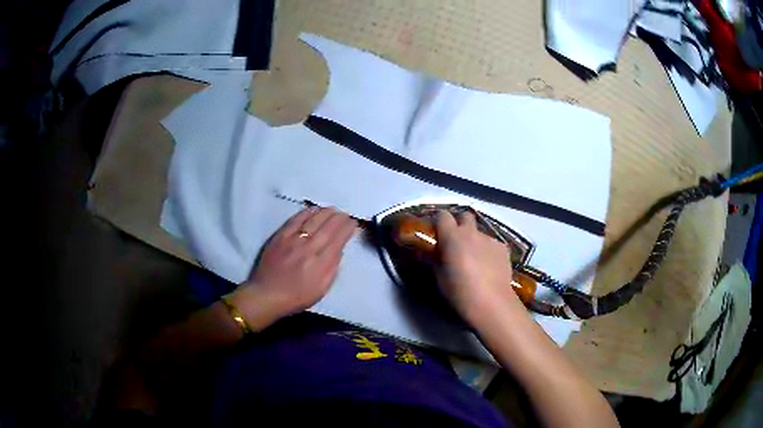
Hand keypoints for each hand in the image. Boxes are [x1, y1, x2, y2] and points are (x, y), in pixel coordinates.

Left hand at [231, 207, 356, 329]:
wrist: (267, 295)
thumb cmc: (296, 297)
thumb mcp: (321, 290)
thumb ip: (332, 269)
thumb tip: (339, 250)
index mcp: (321, 264)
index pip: (338, 240)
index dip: (347, 229)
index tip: (353, 223)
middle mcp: (308, 249)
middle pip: (327, 228)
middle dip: (339, 219)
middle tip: (345, 214)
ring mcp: (293, 241)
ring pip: (313, 221)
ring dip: (325, 213)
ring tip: (333, 210)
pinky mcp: (280, 237)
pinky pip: (295, 220)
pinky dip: (306, 213)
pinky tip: (313, 209)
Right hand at [434, 210, 522, 321]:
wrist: (491, 302)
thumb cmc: (459, 292)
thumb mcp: (439, 277)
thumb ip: (437, 258)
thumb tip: (437, 251)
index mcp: (452, 237)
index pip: (442, 215)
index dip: (439, 222)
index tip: (437, 233)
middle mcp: (471, 232)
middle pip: (465, 216)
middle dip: (460, 224)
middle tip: (457, 242)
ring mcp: (490, 239)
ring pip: (480, 232)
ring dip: (475, 241)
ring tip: (476, 261)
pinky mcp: (503, 248)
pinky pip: (492, 244)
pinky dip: (488, 251)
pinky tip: (489, 267)